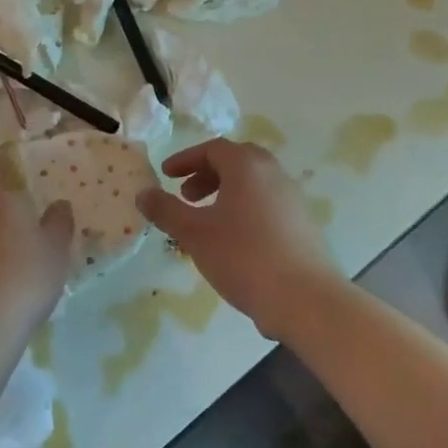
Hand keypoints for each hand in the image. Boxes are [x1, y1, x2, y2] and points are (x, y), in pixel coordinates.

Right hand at [139, 140, 348, 341]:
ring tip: (207, 221)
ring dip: (226, 192)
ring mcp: (292, 198)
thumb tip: (143, 193)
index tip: (166, 175)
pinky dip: (245, 208)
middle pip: (236, 161)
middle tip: (186, 195)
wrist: (305, 298)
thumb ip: (165, 210)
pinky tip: (234, 240)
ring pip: (254, 183)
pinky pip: (267, 203)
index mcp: (247, 166)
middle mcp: (273, 173)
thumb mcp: (194, 234)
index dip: (185, 160)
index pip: (212, 149)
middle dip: (207, 174)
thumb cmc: (244, 257)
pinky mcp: (303, 223)